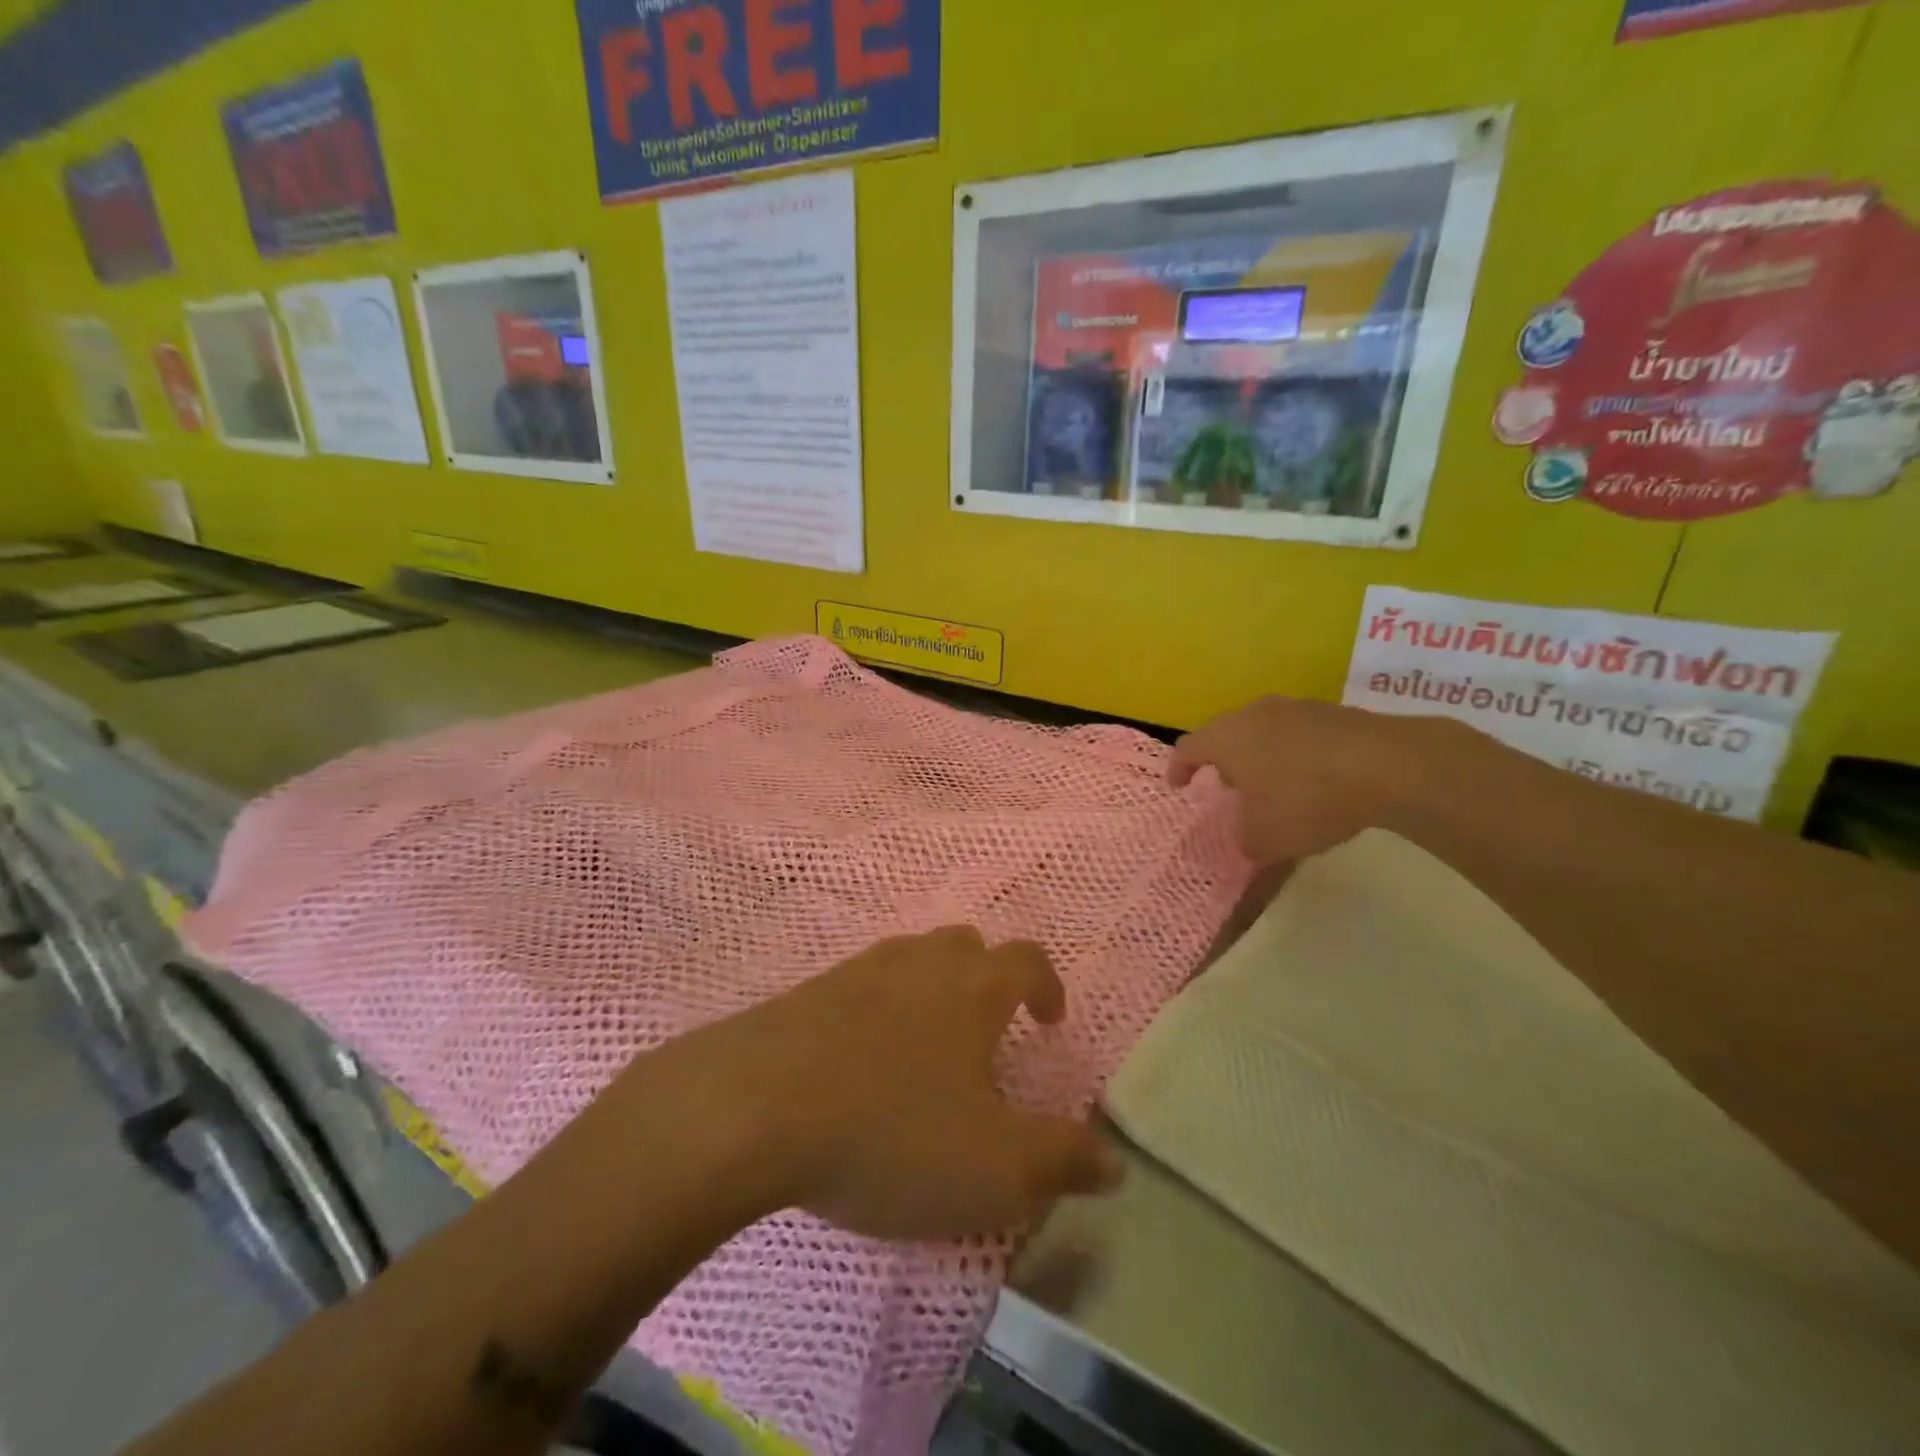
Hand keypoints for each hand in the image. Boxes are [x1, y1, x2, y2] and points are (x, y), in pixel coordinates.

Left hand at [648, 928, 1124, 1240]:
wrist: (752, 1108)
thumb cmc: (890, 1131)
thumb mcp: (993, 1167)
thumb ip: (1060, 1160)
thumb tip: (1114, 1161)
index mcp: (971, 987)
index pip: (1026, 959)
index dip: (1046, 984)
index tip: (1050, 1019)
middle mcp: (917, 963)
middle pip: (964, 945)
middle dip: (986, 978)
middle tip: (987, 1030)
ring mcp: (857, 971)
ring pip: (909, 961)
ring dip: (929, 991)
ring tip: (926, 1047)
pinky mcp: (806, 993)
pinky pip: (859, 987)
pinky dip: (875, 1011)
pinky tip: (860, 1059)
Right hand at [1170, 696, 1452, 862]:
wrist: (1387, 766)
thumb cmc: (1306, 799)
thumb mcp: (1265, 838)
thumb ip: (1245, 840)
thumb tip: (1248, 839)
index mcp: (1226, 737)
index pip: (1187, 747)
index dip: (1179, 768)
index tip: (1179, 787)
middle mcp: (1254, 714)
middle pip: (1226, 734)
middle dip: (1223, 762)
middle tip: (1229, 789)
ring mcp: (1296, 708)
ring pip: (1264, 731)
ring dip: (1262, 757)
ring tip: (1274, 787)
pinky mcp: (1335, 712)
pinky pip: (1300, 734)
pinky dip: (1297, 755)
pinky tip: (1316, 782)